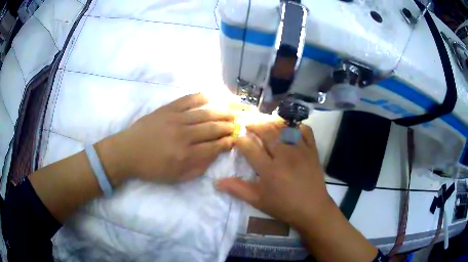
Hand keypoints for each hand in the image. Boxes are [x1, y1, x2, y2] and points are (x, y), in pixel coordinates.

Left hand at [98, 93, 235, 185]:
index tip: (236, 138)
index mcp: (186, 155)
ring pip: (204, 113)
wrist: (127, 152)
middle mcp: (184, 135)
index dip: (228, 142)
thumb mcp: (176, 178)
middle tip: (239, 123)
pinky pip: (187, 100)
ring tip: (233, 110)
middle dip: (229, 125)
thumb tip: (215, 155)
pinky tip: (212, 96)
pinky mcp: (167, 109)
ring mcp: (175, 119)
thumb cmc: (151, 168)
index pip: (214, 146)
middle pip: (213, 128)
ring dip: (221, 112)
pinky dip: (201, 97)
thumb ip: (198, 168)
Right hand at [216, 121, 331, 229]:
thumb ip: (238, 189)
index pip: (249, 147)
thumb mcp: (258, 201)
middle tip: (248, 124)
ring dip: (272, 123)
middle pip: (267, 132)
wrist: (312, 209)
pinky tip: (290, 129)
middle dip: (254, 125)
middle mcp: (285, 156)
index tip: (237, 139)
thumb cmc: (284, 206)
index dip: (240, 140)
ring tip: (265, 123)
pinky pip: (305, 131)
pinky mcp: (313, 150)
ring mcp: (301, 151)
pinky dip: (297, 126)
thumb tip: (217, 182)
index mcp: (269, 170)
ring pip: (284, 128)